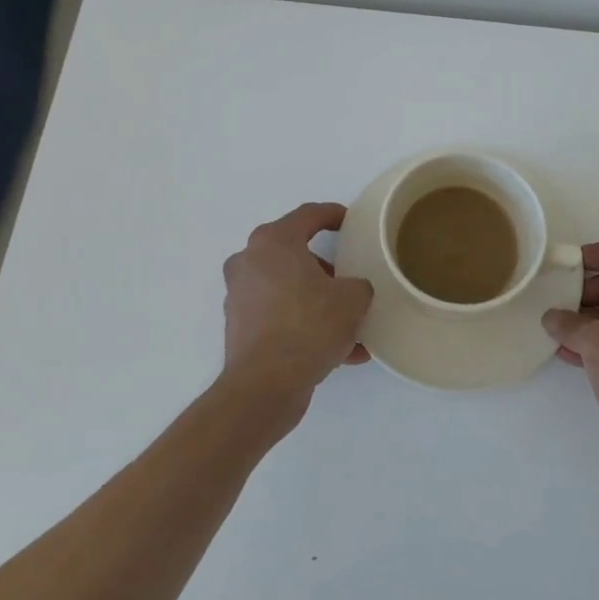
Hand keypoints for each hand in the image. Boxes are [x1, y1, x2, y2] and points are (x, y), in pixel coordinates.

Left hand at [221, 202, 373, 422]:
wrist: (265, 385)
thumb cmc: (308, 326)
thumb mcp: (352, 300)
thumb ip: (358, 285)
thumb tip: (352, 291)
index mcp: (273, 241)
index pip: (308, 214)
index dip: (333, 214)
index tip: (350, 221)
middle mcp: (249, 261)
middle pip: (294, 253)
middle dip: (325, 268)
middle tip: (349, 279)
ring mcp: (240, 295)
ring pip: (288, 289)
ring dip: (317, 302)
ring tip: (351, 327)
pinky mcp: (240, 327)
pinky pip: (280, 317)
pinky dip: (305, 326)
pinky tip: (339, 353)